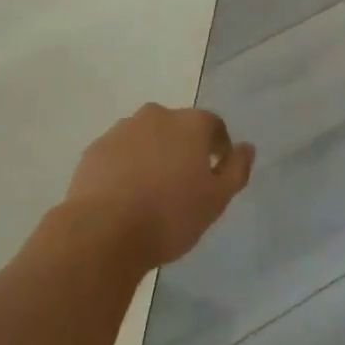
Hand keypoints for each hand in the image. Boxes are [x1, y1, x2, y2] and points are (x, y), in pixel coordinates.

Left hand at [64, 104, 255, 268]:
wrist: (103, 229)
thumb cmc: (169, 216)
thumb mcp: (215, 201)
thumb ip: (235, 170)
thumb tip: (247, 148)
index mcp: (189, 123)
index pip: (213, 124)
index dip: (219, 146)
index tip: (217, 171)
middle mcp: (156, 115)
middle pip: (177, 127)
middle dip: (184, 148)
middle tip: (185, 183)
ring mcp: (122, 128)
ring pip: (147, 137)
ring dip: (154, 154)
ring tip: (153, 191)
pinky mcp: (97, 147)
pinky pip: (121, 151)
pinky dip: (127, 165)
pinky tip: (126, 194)